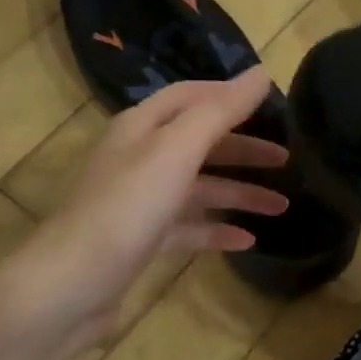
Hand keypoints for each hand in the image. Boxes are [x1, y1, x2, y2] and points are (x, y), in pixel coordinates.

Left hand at [0, 69, 289, 350]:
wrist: (72, 285)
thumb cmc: (128, 208)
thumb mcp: (176, 151)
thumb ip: (220, 112)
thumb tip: (261, 75)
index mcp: (142, 128)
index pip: (190, 97)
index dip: (229, 95)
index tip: (272, 102)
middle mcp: (140, 158)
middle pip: (200, 143)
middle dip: (244, 149)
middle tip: (288, 158)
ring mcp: (141, 202)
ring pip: (200, 189)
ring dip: (240, 193)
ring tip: (283, 206)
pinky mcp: (143, 241)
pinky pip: (190, 228)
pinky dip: (219, 231)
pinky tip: (249, 240)